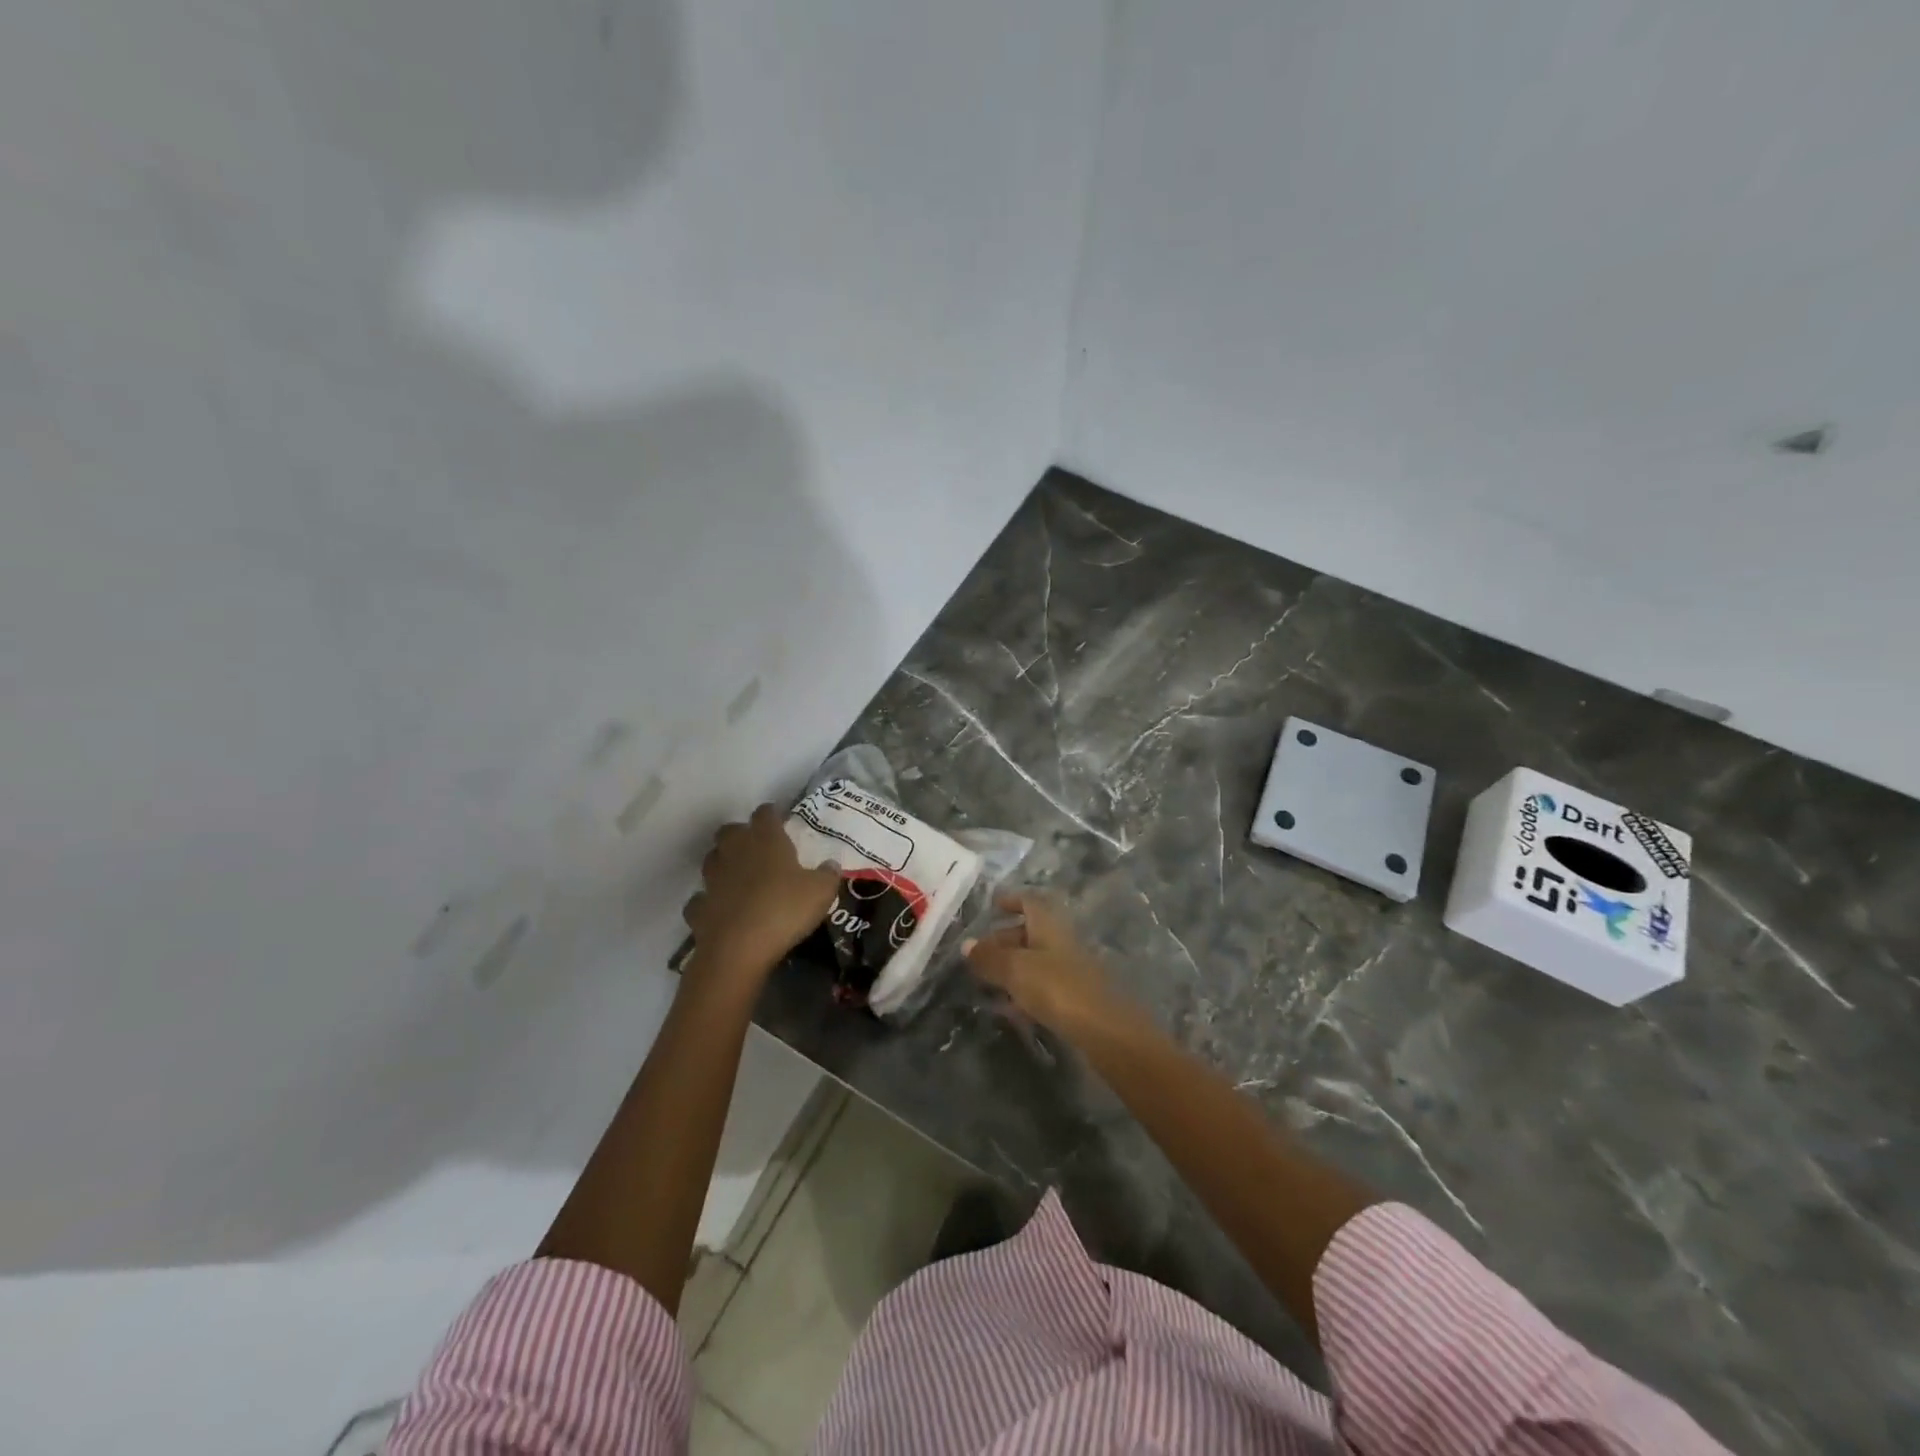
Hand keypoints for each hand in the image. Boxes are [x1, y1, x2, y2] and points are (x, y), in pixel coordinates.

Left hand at [683, 805, 839, 982]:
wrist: (738, 949)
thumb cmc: (784, 910)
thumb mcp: (821, 892)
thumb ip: (828, 874)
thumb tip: (831, 864)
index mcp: (765, 840)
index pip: (765, 813)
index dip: (773, 814)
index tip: (781, 819)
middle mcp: (734, 851)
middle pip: (730, 831)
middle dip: (741, 835)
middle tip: (758, 848)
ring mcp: (711, 879)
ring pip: (712, 860)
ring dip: (723, 863)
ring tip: (739, 876)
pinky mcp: (698, 907)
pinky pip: (702, 898)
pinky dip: (710, 901)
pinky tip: (722, 909)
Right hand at [964, 892, 1118, 1035]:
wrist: (1106, 1030)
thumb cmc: (1057, 988)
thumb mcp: (1016, 970)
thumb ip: (990, 957)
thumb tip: (966, 944)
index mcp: (1049, 925)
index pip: (1029, 901)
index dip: (1011, 900)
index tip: (992, 905)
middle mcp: (1061, 941)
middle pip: (1030, 932)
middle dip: (1004, 938)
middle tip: (978, 953)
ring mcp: (1070, 970)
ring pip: (1035, 960)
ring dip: (1012, 967)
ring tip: (986, 981)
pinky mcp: (1075, 998)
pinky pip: (1043, 985)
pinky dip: (1024, 990)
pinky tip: (1009, 1007)